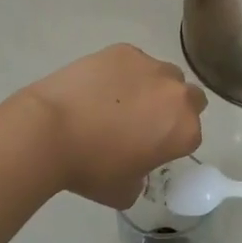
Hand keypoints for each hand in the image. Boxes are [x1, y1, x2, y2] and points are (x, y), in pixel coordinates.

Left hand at [20, 45, 206, 207]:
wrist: (49, 130)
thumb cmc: (90, 168)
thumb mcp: (124, 191)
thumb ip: (141, 178)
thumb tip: (135, 170)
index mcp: (184, 131)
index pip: (191, 135)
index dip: (172, 143)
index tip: (152, 148)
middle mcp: (176, 94)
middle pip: (190, 97)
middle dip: (173, 108)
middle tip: (144, 121)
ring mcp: (150, 67)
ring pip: (164, 75)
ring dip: (152, 87)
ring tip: (119, 100)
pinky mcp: (123, 51)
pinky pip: (134, 61)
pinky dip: (123, 72)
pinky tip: (98, 86)